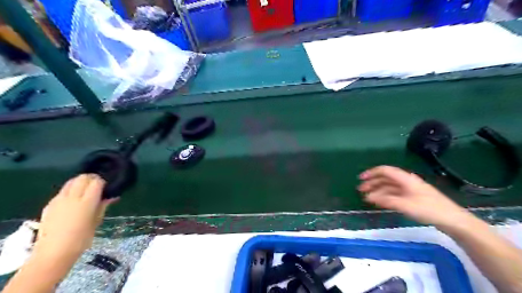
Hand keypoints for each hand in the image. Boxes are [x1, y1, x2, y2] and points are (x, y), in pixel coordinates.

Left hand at [33, 175, 116, 264]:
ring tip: (86, 190)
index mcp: (86, 202)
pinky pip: (63, 191)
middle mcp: (71, 198)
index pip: (96, 182)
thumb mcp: (97, 221)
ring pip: (71, 182)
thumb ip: (103, 206)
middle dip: (92, 178)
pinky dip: (71, 190)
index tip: (107, 187)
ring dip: (80, 182)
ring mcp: (58, 200)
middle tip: (98, 185)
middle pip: (82, 178)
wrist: (53, 253)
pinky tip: (74, 200)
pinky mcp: (49, 205)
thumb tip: (112, 196)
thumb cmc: (81, 239)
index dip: (103, 182)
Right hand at [359, 166, 473, 226]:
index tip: (360, 179)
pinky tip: (380, 201)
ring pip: (390, 186)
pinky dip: (385, 196)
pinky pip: (395, 193)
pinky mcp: (413, 197)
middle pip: (386, 178)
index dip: (371, 173)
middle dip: (372, 182)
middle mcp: (406, 181)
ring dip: (378, 189)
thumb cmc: (429, 209)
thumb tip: (368, 196)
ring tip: (367, 197)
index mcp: (405, 179)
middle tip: (361, 190)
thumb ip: (386, 200)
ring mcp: (410, 189)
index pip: (385, 170)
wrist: (453, 220)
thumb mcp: (405, 205)